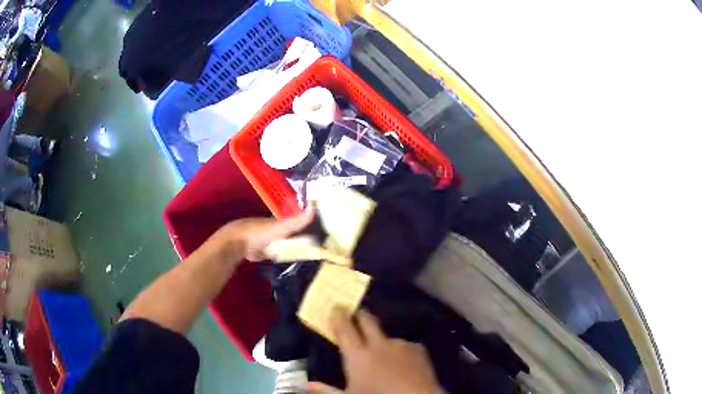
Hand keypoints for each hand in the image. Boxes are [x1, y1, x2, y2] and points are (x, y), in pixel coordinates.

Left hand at [214, 209, 313, 261]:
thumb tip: (314, 208)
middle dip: (300, 235)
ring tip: (307, 251)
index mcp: (278, 221)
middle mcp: (273, 229)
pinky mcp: (262, 253)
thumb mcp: (280, 227)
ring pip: (283, 242)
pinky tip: (291, 258)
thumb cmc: (259, 232)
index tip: (319, 227)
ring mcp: (267, 241)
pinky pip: (276, 253)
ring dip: (291, 245)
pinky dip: (282, 254)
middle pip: (290, 232)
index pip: (296, 220)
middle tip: (316, 241)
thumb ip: (296, 221)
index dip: (306, 223)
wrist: (237, 244)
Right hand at [309, 310, 442, 393]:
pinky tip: (402, 364)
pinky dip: (399, 352)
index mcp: (358, 355)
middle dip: (360, 315)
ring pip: (387, 336)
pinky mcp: (419, 350)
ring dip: (382, 340)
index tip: (336, 307)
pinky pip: (405, 346)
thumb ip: (327, 390)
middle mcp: (379, 345)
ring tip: (382, 353)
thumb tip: (307, 385)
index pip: (345, 330)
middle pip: (367, 321)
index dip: (340, 317)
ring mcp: (401, 345)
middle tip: (355, 312)